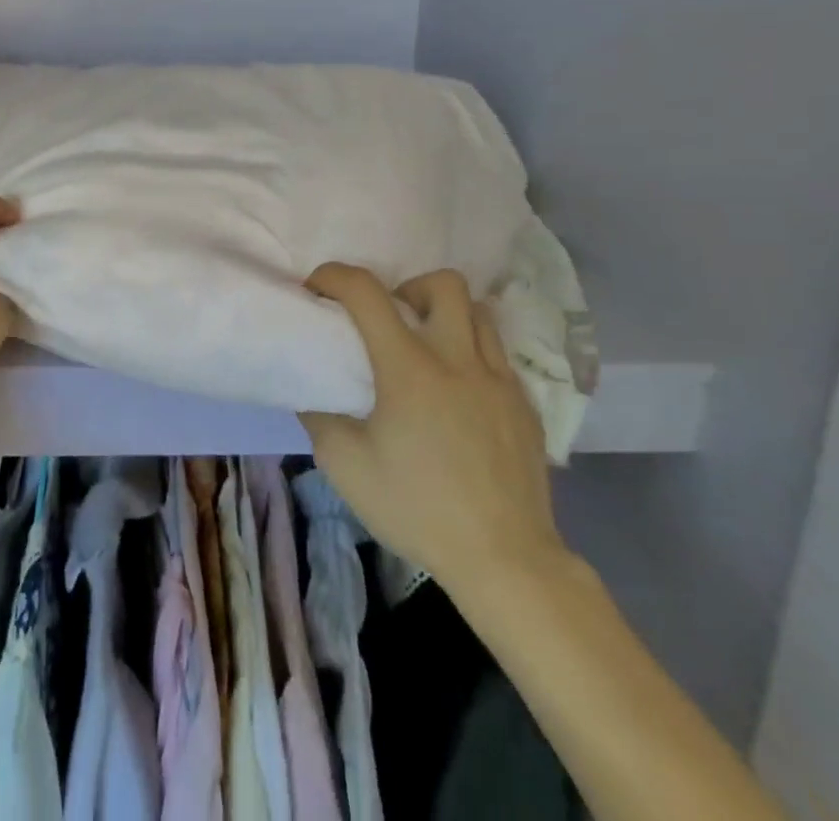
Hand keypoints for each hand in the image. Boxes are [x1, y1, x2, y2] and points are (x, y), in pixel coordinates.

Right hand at [299, 263, 568, 600]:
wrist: (506, 561)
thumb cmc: (418, 510)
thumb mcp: (345, 467)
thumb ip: (320, 417)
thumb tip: (313, 390)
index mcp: (409, 369)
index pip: (366, 292)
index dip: (334, 276)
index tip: (317, 289)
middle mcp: (458, 360)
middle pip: (443, 283)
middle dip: (408, 286)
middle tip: (391, 319)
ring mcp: (499, 380)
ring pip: (479, 312)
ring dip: (446, 315)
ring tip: (428, 348)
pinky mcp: (525, 406)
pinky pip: (498, 355)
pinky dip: (473, 353)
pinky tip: (459, 393)